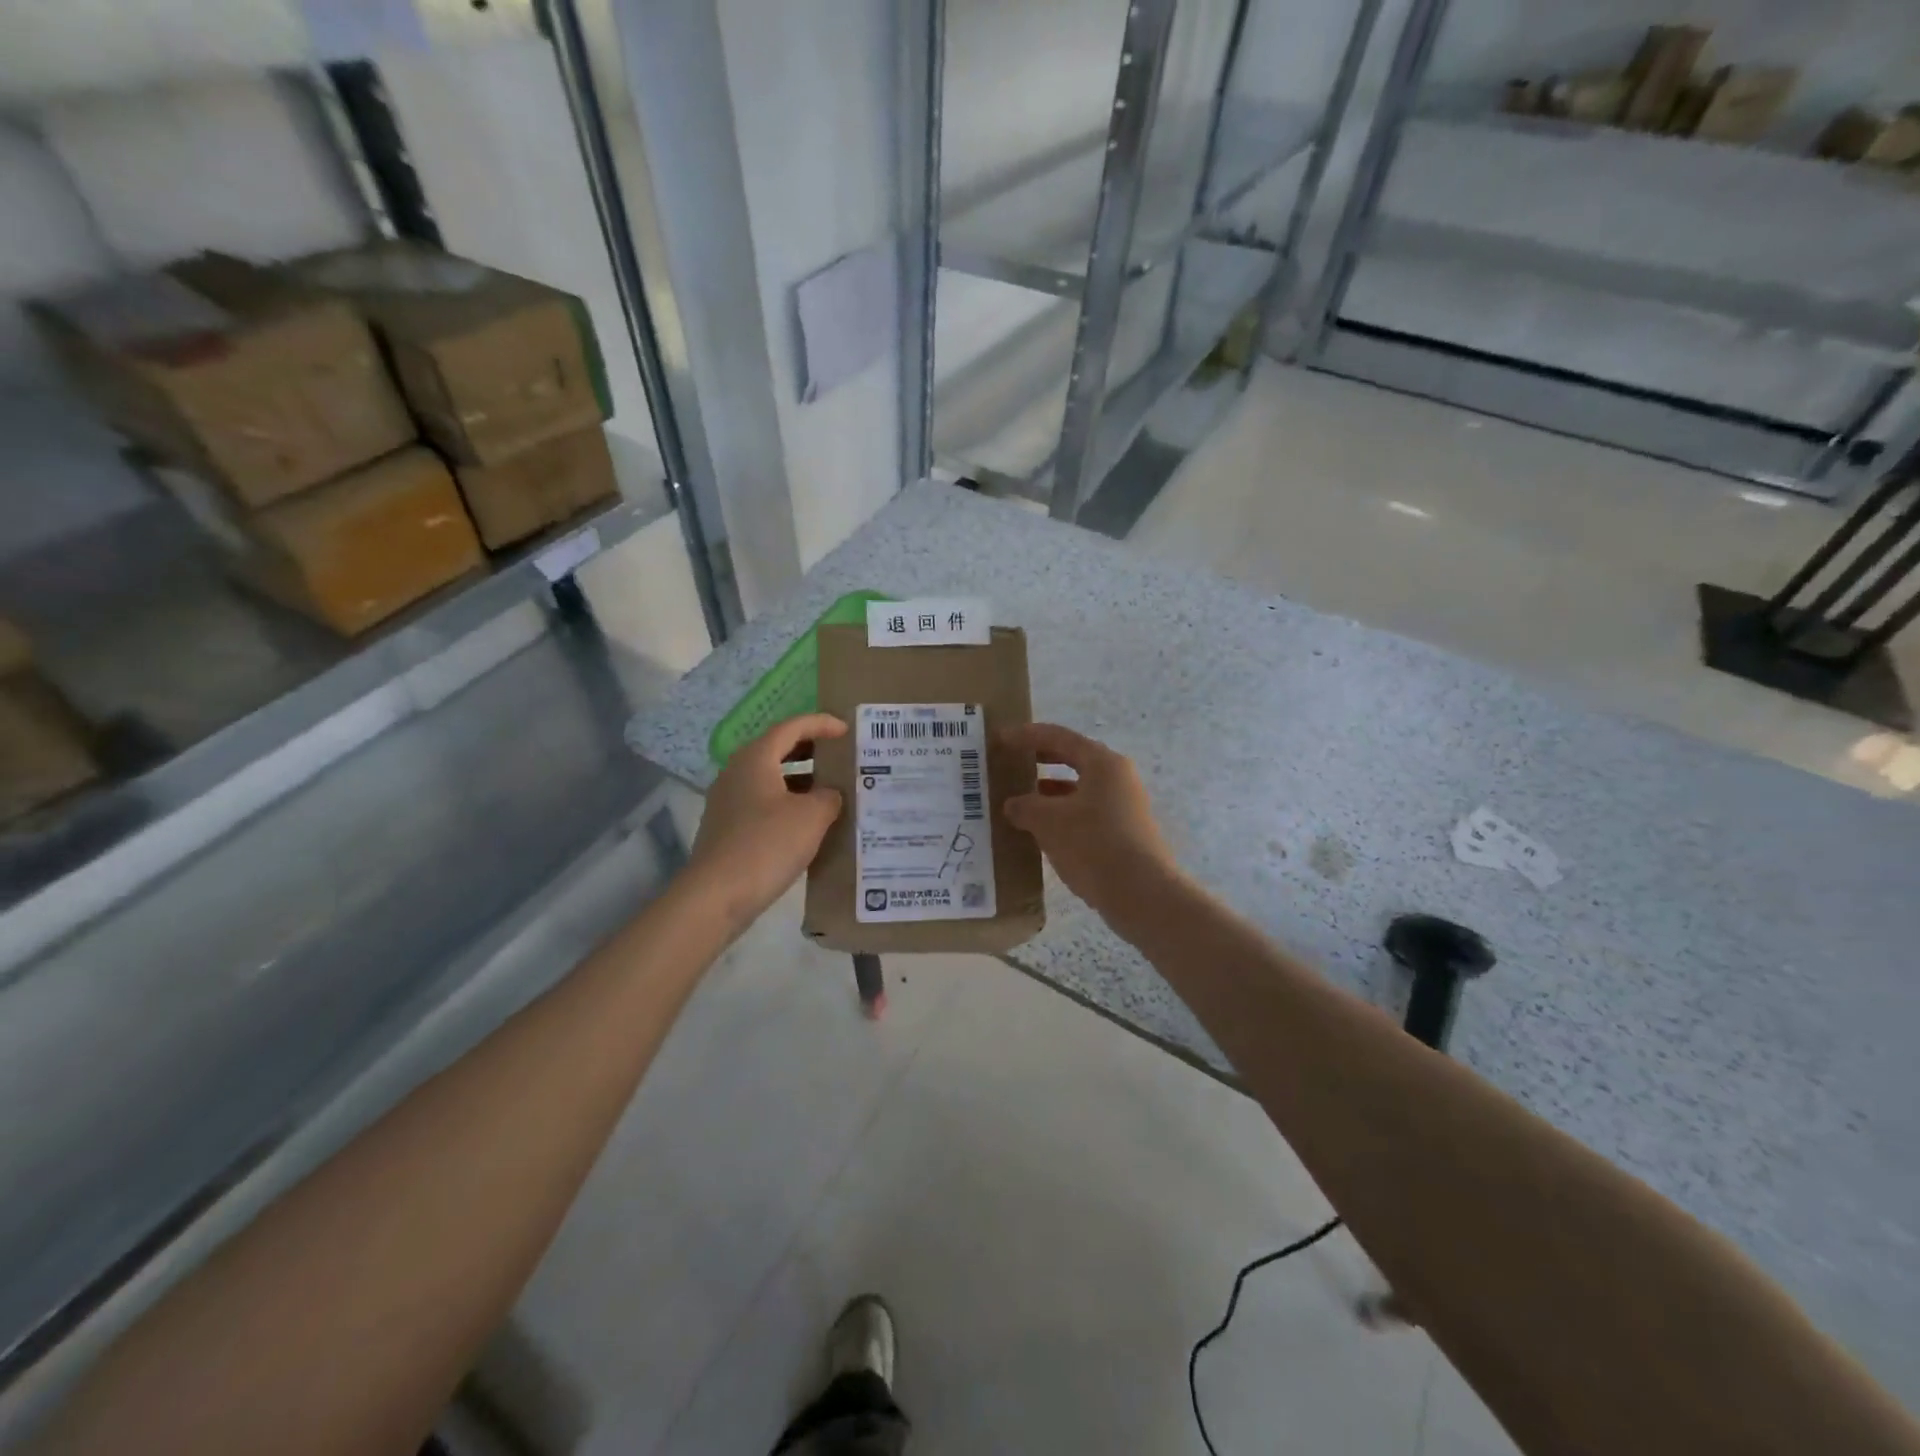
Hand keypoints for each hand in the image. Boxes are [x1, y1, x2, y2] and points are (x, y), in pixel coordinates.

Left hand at [687, 713, 846, 932]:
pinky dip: (786, 802)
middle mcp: (736, 771)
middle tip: (839, 755)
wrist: (717, 895)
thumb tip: (830, 795)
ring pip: (769, 778)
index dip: (821, 724)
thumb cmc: (768, 844)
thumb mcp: (812, 816)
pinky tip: (806, 823)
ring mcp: (727, 800)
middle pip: (777, 749)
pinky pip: (762, 802)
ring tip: (830, 790)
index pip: (792, 727)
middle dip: (810, 750)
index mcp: (756, 758)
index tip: (846, 730)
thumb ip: (829, 797)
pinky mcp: (726, 827)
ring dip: (800, 779)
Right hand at [1000, 723, 1179, 920]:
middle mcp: (1118, 778)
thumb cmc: (1094, 845)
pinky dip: (1062, 815)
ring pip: (1080, 789)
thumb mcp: (1049, 822)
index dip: (1026, 736)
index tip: (1000, 739)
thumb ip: (1025, 807)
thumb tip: (1014, 805)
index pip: (1059, 737)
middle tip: (1011, 763)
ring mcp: (1124, 807)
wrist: (1142, 895)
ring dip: (1050, 792)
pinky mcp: (1124, 833)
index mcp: (1103, 763)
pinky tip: (1042, 832)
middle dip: (1040, 761)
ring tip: (1020, 801)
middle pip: (1073, 760)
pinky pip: (1086, 813)